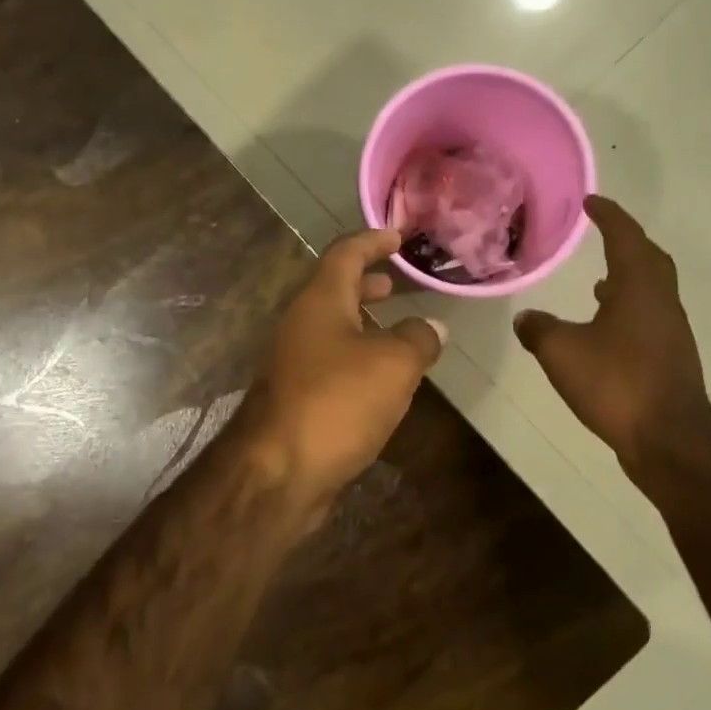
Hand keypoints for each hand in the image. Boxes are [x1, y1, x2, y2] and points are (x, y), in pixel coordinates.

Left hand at [242, 229, 446, 506]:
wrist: (277, 472)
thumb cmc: (336, 402)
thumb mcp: (392, 364)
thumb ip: (417, 339)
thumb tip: (432, 327)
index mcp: (319, 300)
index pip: (345, 252)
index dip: (373, 240)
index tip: (399, 237)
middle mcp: (301, 323)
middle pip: (335, 288)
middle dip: (368, 281)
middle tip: (399, 281)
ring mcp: (294, 361)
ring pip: (333, 327)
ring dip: (364, 321)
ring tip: (399, 328)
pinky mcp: (296, 396)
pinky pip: (331, 360)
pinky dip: (358, 355)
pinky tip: (382, 378)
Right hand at [513, 196, 710, 477]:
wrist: (668, 440)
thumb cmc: (616, 383)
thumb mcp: (561, 352)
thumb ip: (539, 329)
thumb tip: (526, 317)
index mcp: (640, 288)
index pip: (626, 237)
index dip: (609, 216)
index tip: (591, 202)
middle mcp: (662, 302)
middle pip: (650, 259)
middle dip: (627, 242)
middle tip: (602, 234)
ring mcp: (670, 332)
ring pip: (651, 290)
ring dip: (628, 278)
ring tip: (598, 282)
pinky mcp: (670, 359)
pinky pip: (648, 317)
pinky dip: (628, 309)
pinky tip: (605, 329)